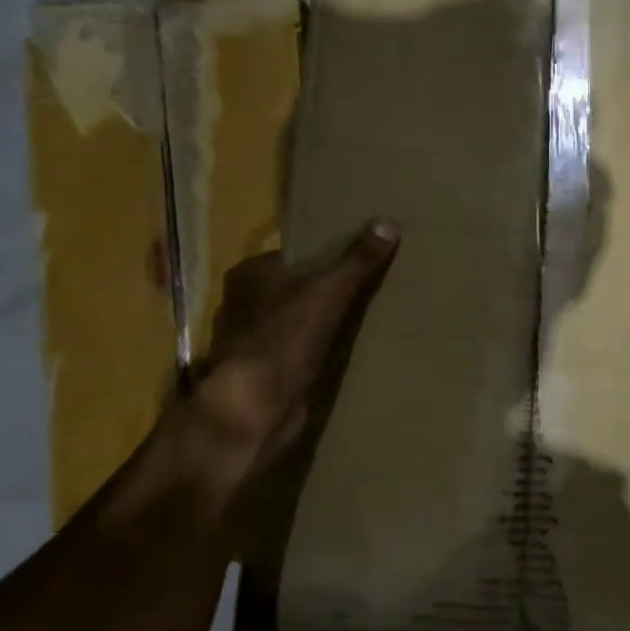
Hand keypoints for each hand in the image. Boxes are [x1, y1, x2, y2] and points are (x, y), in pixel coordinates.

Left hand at [185, 220, 399, 491]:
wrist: (256, 406)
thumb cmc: (285, 337)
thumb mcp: (329, 291)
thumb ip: (357, 260)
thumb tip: (387, 224)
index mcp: (248, 274)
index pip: (293, 255)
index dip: (324, 256)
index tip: (358, 260)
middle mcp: (242, 303)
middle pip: (293, 288)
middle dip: (324, 290)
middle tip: (368, 289)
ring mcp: (249, 340)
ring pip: (294, 321)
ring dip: (320, 324)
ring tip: (362, 320)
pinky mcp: (261, 372)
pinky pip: (295, 351)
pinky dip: (314, 351)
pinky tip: (342, 354)